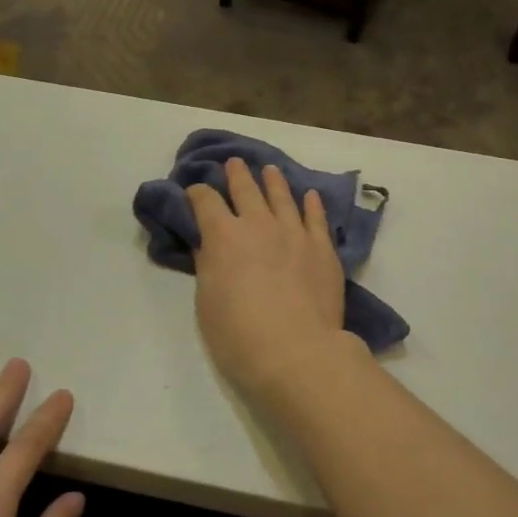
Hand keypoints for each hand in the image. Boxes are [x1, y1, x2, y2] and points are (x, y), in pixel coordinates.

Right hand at [187, 157, 350, 399]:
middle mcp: (258, 225)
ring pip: (283, 196)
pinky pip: (316, 218)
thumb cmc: (239, 335)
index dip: (197, 193)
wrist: (296, 353)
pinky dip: (311, 204)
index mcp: (223, 236)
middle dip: (236, 175)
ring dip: (273, 181)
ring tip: (269, 170)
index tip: (194, 192)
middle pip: (245, 189)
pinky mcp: (323, 248)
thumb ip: (208, 267)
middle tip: (233, 163)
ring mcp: (295, 233)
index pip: (205, 201)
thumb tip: (208, 245)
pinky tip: (310, 195)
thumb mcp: (207, 303)